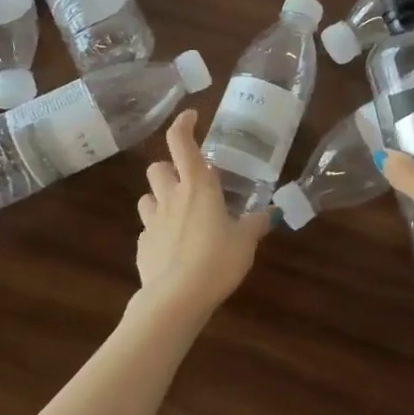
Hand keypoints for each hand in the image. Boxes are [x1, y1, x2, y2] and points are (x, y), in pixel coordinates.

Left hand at [133, 110, 270, 321]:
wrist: (176, 299)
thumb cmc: (217, 260)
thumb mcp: (246, 242)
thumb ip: (255, 224)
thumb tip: (270, 214)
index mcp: (198, 186)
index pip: (182, 143)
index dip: (183, 124)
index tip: (191, 116)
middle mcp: (171, 197)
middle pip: (157, 167)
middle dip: (170, 168)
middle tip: (189, 181)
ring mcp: (152, 222)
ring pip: (147, 197)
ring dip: (161, 199)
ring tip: (180, 214)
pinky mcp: (143, 247)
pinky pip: (148, 230)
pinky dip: (159, 232)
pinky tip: (175, 248)